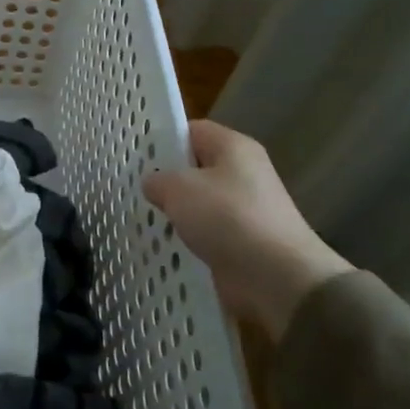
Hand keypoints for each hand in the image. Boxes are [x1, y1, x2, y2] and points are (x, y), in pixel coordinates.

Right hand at [142, 121, 351, 341]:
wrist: (276, 277)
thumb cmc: (228, 218)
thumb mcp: (180, 188)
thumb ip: (158, 180)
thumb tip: (153, 183)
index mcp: (233, 147)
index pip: (191, 131)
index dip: (163, 140)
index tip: (135, 157)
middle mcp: (243, 173)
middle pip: (195, 168)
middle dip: (166, 180)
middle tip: (132, 190)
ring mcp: (245, 209)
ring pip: (199, 204)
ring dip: (176, 214)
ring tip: (142, 220)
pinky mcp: (243, 242)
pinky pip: (207, 233)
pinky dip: (189, 239)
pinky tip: (163, 247)